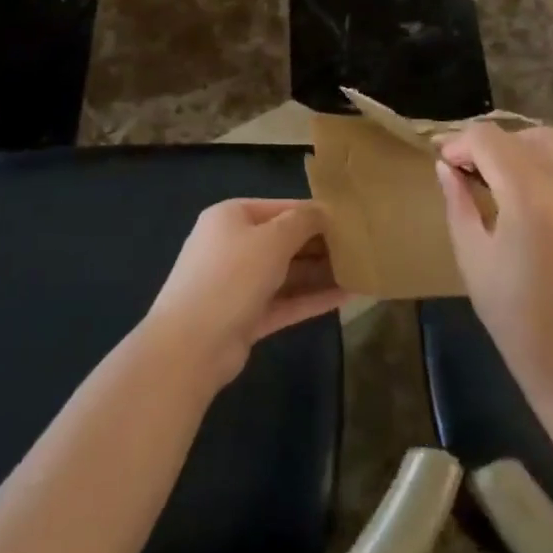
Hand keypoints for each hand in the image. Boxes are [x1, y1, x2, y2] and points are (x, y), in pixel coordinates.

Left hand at [142, 198, 344, 389]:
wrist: (190, 345)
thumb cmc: (232, 275)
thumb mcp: (272, 239)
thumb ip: (302, 222)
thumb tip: (324, 211)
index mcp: (231, 217)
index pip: (281, 207)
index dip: (314, 213)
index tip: (350, 220)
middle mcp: (233, 245)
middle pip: (284, 240)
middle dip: (320, 245)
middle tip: (361, 247)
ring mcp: (238, 284)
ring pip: (286, 273)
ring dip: (320, 273)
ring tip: (361, 271)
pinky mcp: (246, 317)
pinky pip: (285, 301)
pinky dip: (312, 298)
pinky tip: (347, 297)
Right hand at [437, 125, 552, 404]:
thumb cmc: (513, 315)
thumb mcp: (471, 255)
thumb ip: (457, 201)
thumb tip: (446, 166)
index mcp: (530, 198)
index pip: (490, 139)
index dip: (461, 143)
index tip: (445, 163)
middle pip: (528, 134)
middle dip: (495, 143)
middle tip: (474, 171)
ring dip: (524, 152)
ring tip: (503, 183)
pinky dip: (549, 174)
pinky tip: (534, 206)